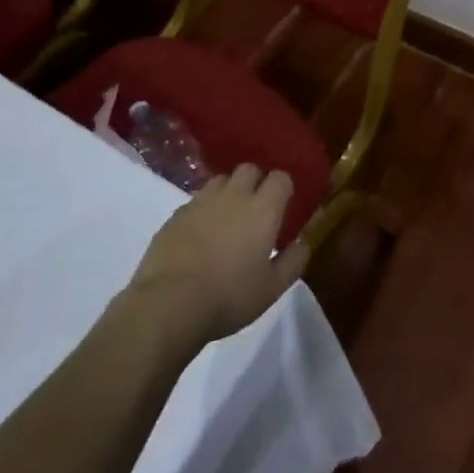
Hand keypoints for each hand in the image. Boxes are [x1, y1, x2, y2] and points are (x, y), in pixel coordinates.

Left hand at [125, 165, 308, 349]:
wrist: (169, 303)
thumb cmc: (229, 297)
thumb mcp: (272, 289)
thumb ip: (293, 262)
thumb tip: (303, 243)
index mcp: (263, 210)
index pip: (280, 178)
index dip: (283, 187)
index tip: (283, 205)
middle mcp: (233, 196)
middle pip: (249, 169)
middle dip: (256, 181)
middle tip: (256, 208)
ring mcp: (201, 202)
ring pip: (220, 180)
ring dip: (228, 191)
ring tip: (227, 217)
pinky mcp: (176, 214)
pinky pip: (195, 200)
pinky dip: (203, 210)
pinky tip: (200, 234)